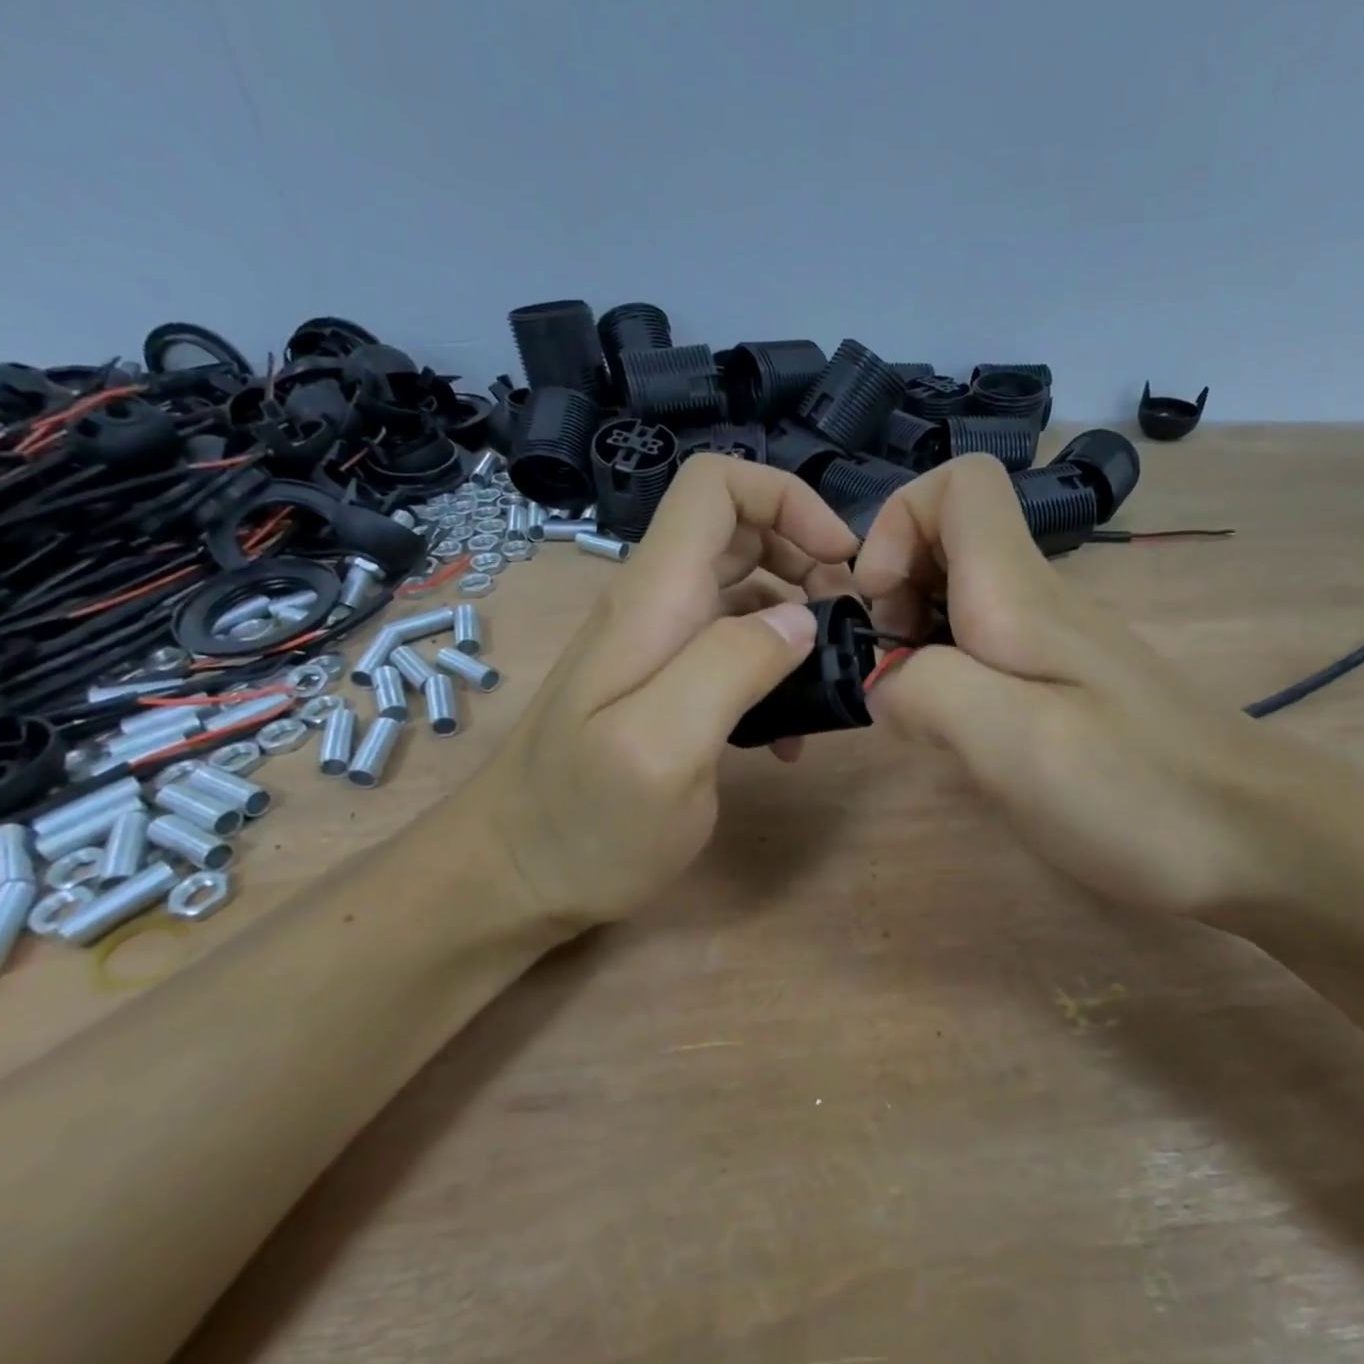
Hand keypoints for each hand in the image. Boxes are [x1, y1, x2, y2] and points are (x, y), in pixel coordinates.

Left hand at [476, 456, 857, 929]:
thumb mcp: (664, 750)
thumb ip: (731, 668)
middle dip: (807, 557)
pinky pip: (733, 649)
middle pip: (740, 530)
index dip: (787, 500)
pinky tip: (790, 732)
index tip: (841, 561)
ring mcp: (659, 648)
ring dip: (799, 616)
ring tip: (834, 676)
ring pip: (744, 590)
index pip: (716, 487)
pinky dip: (775, 667)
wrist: (512, 877)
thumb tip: (801, 620)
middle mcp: (655, 606)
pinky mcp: (667, 688)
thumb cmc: (584, 823)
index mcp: (653, 599)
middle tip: (851, 624)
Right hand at [854, 455, 1303, 917]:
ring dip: (917, 642)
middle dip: (894, 591)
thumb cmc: (1135, 790)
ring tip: (920, 714)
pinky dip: (952, 680)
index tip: (878, 605)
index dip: (896, 524)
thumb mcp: (1011, 741)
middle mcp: (1038, 603)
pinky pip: (988, 654)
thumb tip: (884, 679)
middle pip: (949, 541)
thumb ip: (925, 690)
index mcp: (1019, 594)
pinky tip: (964, 739)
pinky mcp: (1069, 691)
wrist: (1263, 844)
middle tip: (891, 672)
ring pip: (963, 601)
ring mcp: (1058, 648)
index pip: (958, 485)